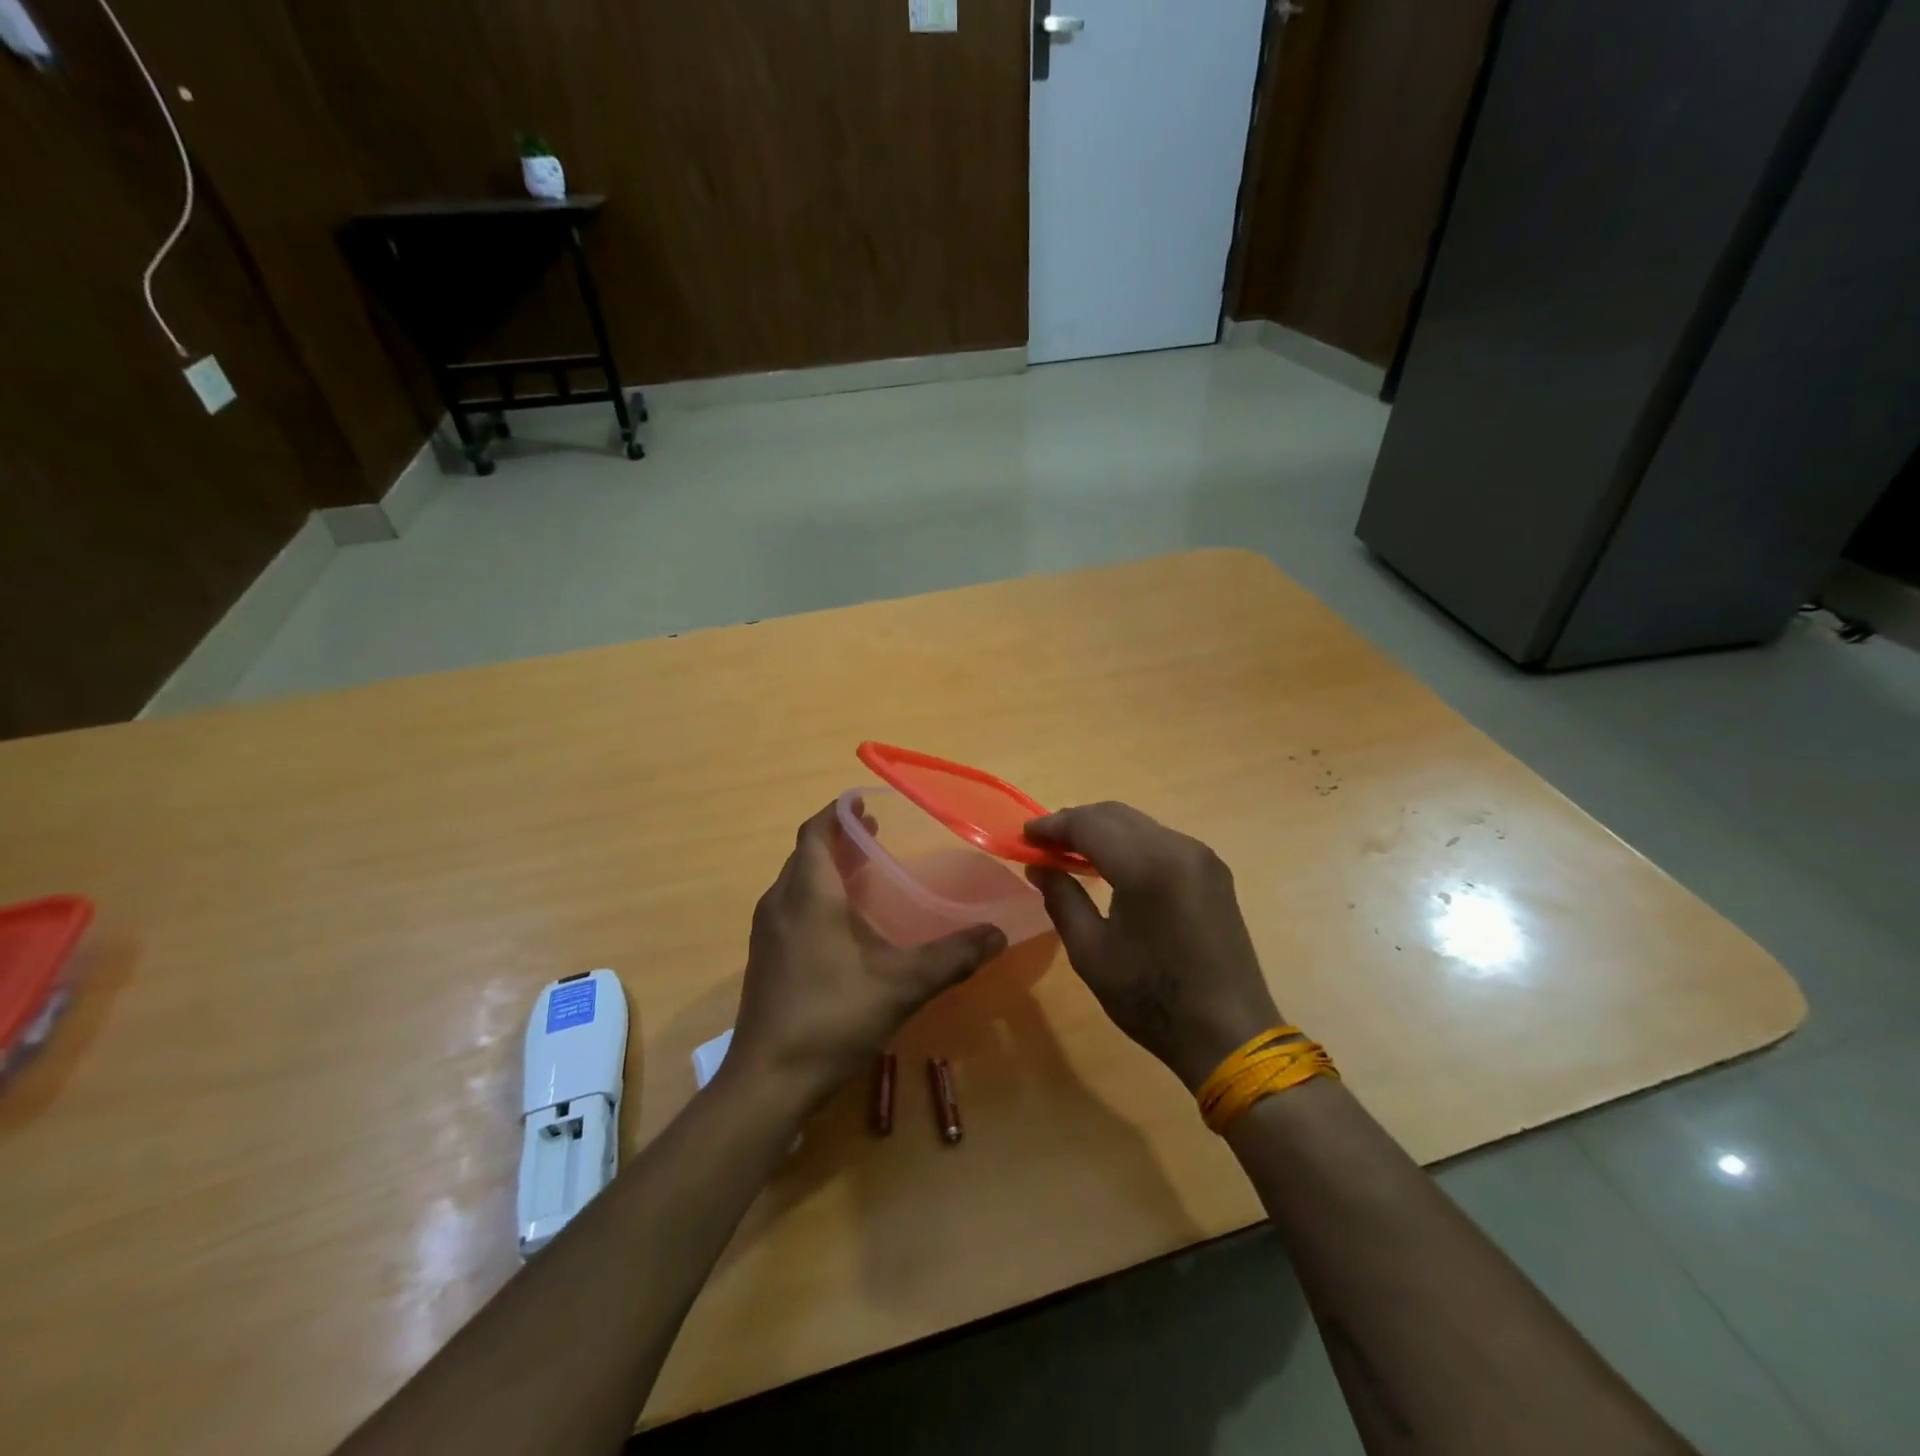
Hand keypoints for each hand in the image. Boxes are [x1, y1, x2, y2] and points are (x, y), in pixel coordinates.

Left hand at [727, 801, 1007, 1107]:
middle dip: (839, 838)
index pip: (816, 832)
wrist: (768, 1080)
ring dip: (827, 868)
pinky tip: (844, 925)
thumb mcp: (902, 984)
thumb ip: (952, 956)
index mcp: (808, 894)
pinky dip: (817, 897)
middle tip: (877, 834)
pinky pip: (792, 908)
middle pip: (807, 854)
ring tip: (865, 871)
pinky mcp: (766, 958)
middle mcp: (781, 903)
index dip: (839, 812)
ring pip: (797, 882)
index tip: (866, 802)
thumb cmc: (832, 1016)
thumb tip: (998, 933)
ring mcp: (768, 932)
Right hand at [1025, 803, 1281, 1090]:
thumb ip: (1061, 899)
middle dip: (1075, 822)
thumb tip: (1038, 866)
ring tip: (1071, 852)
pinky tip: (1111, 864)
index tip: (1024, 835)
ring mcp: (1201, 856)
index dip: (1052, 825)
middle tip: (1043, 843)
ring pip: (1139, 824)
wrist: (1230, 1033)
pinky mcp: (1213, 870)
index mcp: (1146, 866)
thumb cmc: (1151, 998)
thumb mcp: (1091, 953)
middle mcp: (1178, 847)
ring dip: (1102, 830)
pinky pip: (1161, 840)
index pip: (1089, 824)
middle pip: (1115, 815)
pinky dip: (1129, 843)